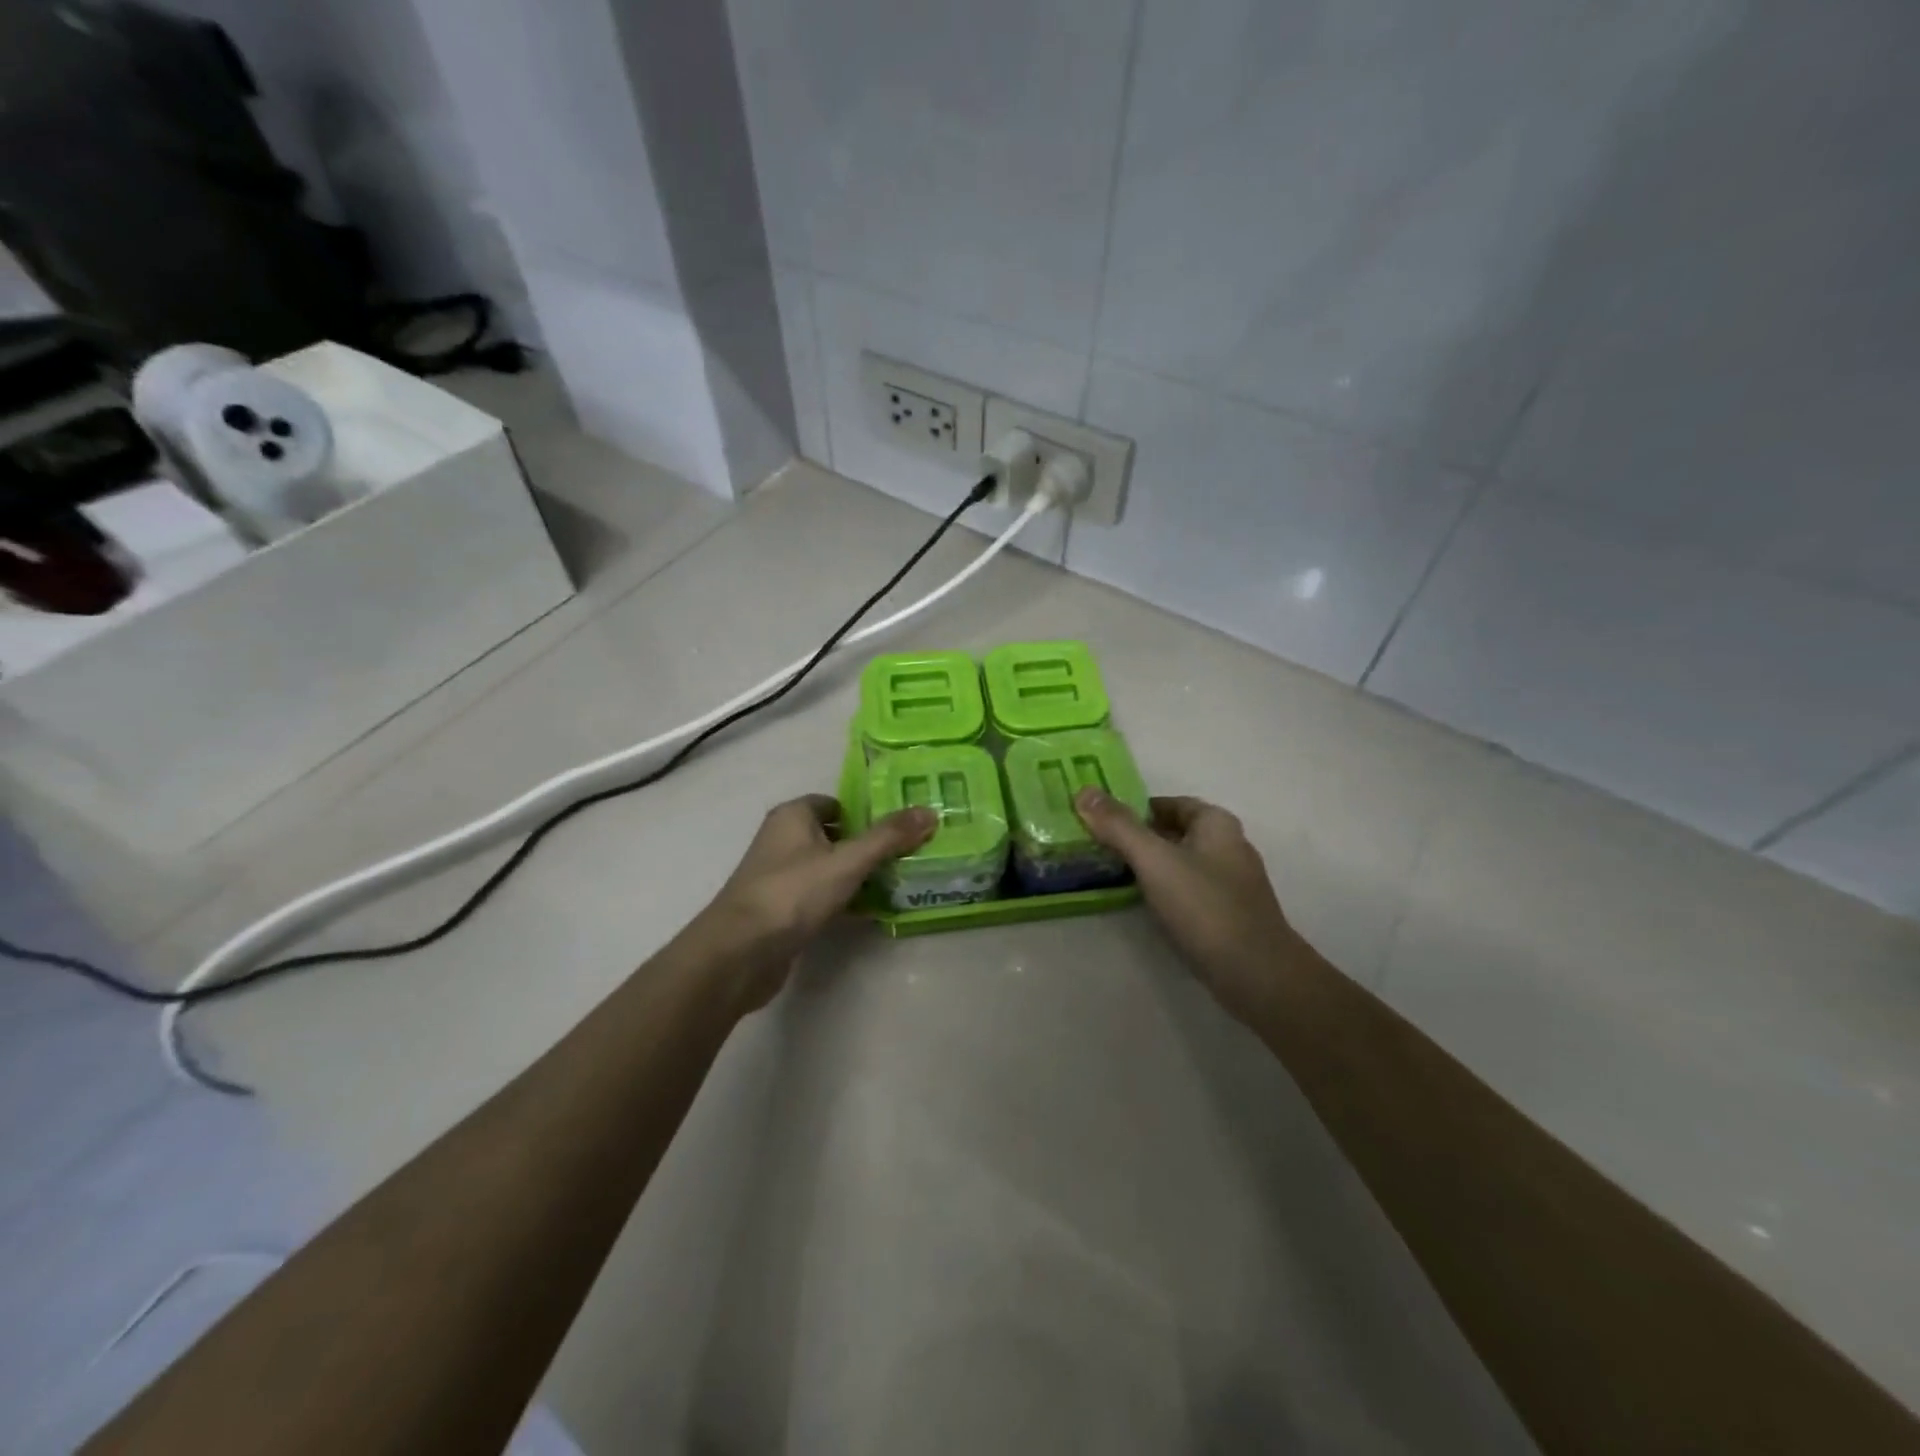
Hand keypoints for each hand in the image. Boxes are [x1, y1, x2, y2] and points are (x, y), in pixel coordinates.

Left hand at [690, 794, 935, 1011]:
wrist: (741, 953)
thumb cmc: (793, 892)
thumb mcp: (848, 861)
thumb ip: (889, 837)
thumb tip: (930, 811)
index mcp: (793, 816)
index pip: (836, 804)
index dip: (867, 812)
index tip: (902, 826)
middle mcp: (783, 840)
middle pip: (836, 836)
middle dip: (869, 845)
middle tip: (910, 854)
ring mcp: (781, 877)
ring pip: (830, 868)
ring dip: (859, 875)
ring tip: (900, 882)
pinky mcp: (783, 910)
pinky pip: (822, 897)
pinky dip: (845, 901)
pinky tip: (874, 913)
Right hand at [1074, 790, 1304, 1025]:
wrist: (1256, 975)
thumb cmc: (1205, 907)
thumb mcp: (1154, 860)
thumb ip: (1118, 826)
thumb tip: (1083, 791)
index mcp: (1216, 823)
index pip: (1168, 803)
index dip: (1133, 808)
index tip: (1098, 820)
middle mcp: (1227, 846)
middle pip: (1172, 832)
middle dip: (1136, 837)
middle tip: (1095, 845)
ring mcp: (1229, 883)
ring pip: (1178, 863)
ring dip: (1147, 866)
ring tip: (1108, 873)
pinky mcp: (1226, 915)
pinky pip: (1186, 891)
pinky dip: (1162, 891)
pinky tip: (1139, 904)